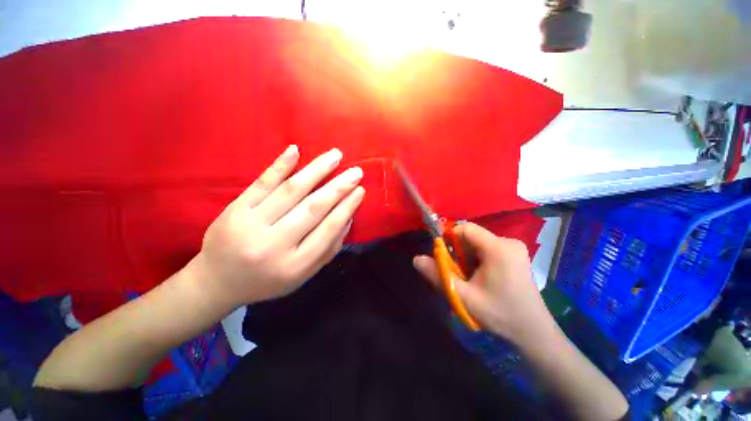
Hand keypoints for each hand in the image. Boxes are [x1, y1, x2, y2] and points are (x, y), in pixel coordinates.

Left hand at [190, 145, 364, 309]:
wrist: (218, 282)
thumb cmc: (268, 280)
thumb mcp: (304, 274)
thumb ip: (329, 248)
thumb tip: (348, 217)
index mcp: (294, 265)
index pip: (328, 229)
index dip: (346, 207)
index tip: (360, 190)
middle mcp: (273, 245)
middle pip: (312, 208)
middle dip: (338, 187)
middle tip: (356, 171)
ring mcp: (251, 224)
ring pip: (291, 191)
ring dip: (316, 170)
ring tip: (336, 155)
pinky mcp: (235, 210)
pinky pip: (261, 183)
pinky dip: (280, 165)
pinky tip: (295, 151)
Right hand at [413, 223, 552, 343]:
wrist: (533, 334)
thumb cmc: (500, 315)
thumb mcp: (464, 297)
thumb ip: (438, 276)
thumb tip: (416, 259)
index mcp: (498, 248)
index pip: (465, 228)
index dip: (448, 238)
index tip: (442, 257)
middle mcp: (508, 242)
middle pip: (471, 237)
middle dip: (458, 252)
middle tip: (456, 274)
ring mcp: (514, 248)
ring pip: (477, 244)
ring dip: (466, 258)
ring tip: (468, 279)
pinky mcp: (515, 255)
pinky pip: (487, 249)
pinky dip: (476, 260)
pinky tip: (480, 279)